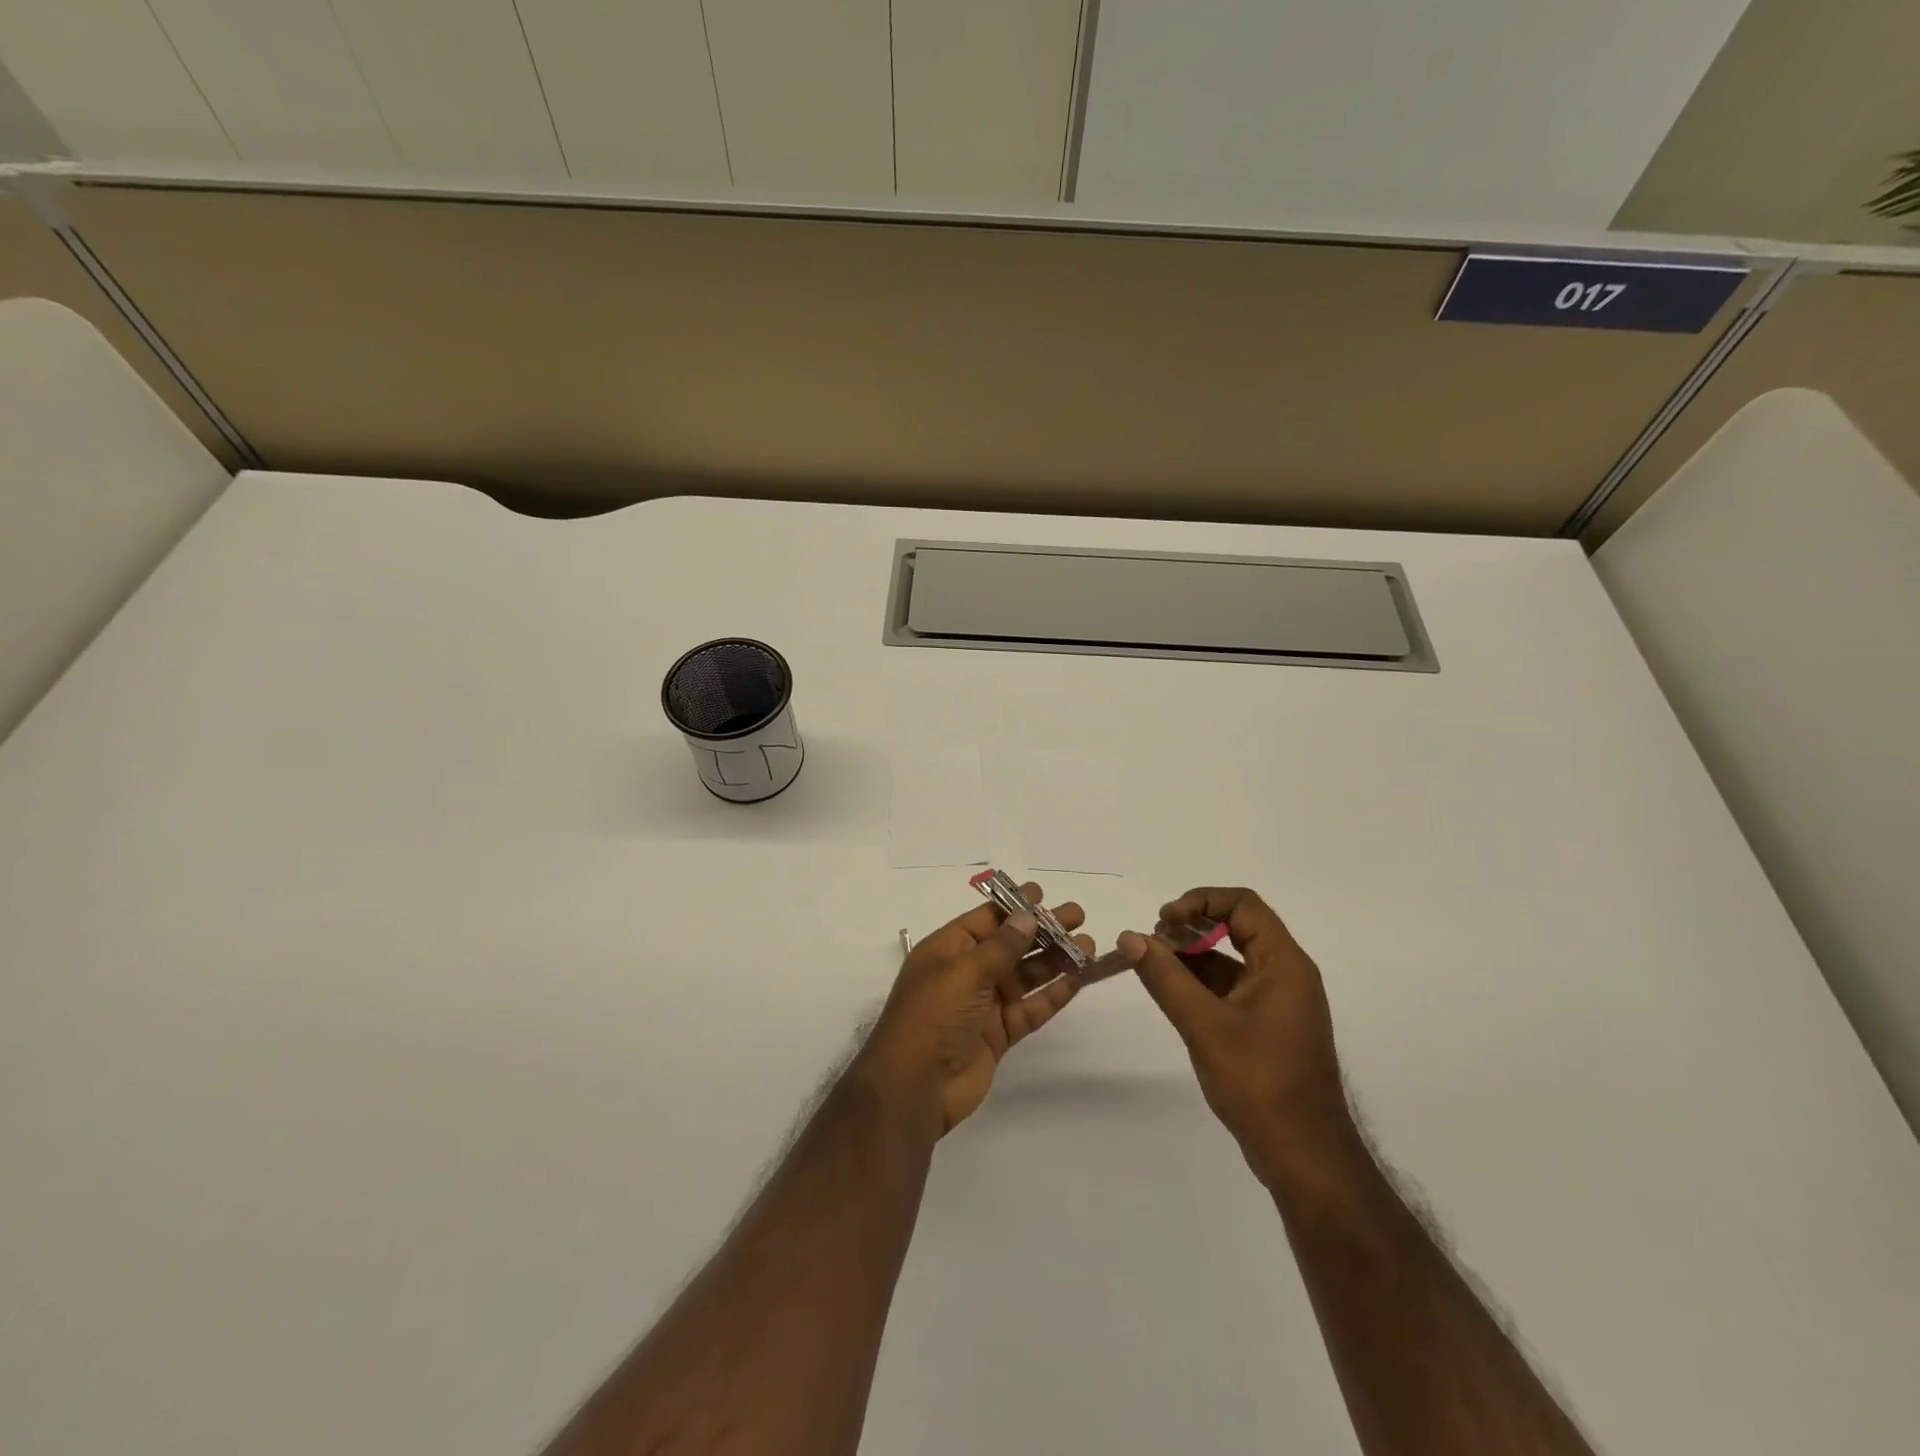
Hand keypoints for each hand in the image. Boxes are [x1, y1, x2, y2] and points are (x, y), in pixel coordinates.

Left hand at [851, 884, 1090, 1142]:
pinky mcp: (998, 1034)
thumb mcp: (963, 972)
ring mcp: (983, 1004)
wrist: (914, 1088)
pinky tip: (1078, 980)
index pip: (985, 919)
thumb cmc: (932, 1017)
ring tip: (1088, 946)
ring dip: (1055, 960)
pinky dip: (1053, 995)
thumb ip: (1000, 947)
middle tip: (1078, 916)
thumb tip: (1027, 917)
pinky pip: (1030, 1008)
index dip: (1014, 906)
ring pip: (1025, 975)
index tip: (1044, 894)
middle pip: (1010, 945)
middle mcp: (966, 972)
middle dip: (1043, 930)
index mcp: (948, 950)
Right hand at [1118, 888, 1355, 1188]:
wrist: (1305, 1156)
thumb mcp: (1204, 1026)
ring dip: (1193, 954)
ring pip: (1232, 958)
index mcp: (1283, 963)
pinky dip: (1201, 982)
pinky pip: (1232, 986)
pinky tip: (1171, 993)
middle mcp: (1286, 973)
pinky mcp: (1268, 1025)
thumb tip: (1130, 937)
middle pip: (1238, 926)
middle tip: (1154, 942)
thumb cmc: (1260, 1084)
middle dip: (1192, 926)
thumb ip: (1165, 977)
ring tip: (1153, 966)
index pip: (1243, 905)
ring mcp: (1278, 1001)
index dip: (1200, 901)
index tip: (1164, 921)